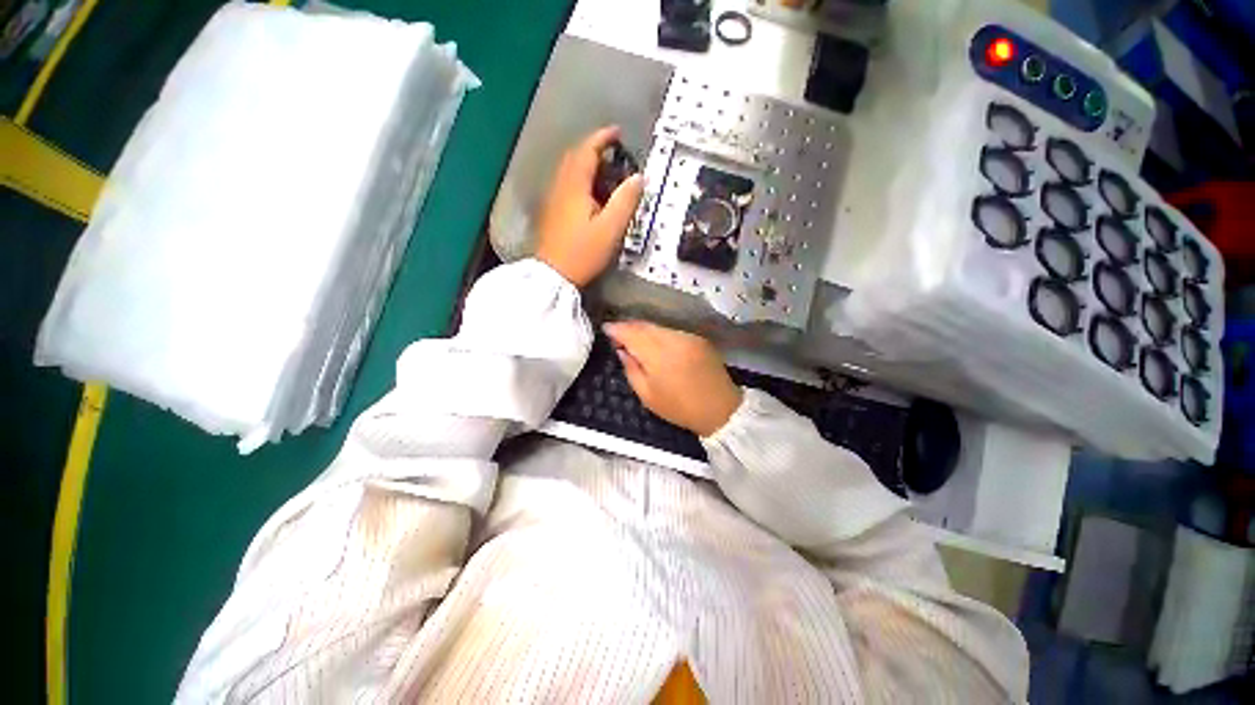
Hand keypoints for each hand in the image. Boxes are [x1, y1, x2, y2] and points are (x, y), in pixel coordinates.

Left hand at [535, 126, 643, 286]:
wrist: (553, 275)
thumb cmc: (583, 252)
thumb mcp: (611, 229)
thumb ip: (626, 201)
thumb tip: (639, 177)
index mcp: (575, 186)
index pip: (587, 150)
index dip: (602, 138)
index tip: (618, 133)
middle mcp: (561, 186)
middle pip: (575, 158)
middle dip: (594, 149)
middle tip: (614, 155)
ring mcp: (553, 199)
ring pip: (569, 171)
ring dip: (587, 165)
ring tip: (607, 174)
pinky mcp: (552, 212)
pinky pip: (566, 185)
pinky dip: (581, 180)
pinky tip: (591, 196)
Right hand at [603, 321, 743, 436]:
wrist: (720, 409)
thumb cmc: (679, 407)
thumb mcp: (647, 395)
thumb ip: (631, 369)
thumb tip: (621, 350)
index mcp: (659, 355)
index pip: (632, 333)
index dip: (617, 329)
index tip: (605, 329)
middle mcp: (674, 339)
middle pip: (645, 326)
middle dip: (629, 327)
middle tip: (616, 333)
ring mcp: (688, 337)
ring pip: (658, 327)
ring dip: (643, 330)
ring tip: (633, 338)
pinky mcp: (698, 338)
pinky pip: (672, 331)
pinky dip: (659, 334)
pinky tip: (654, 342)